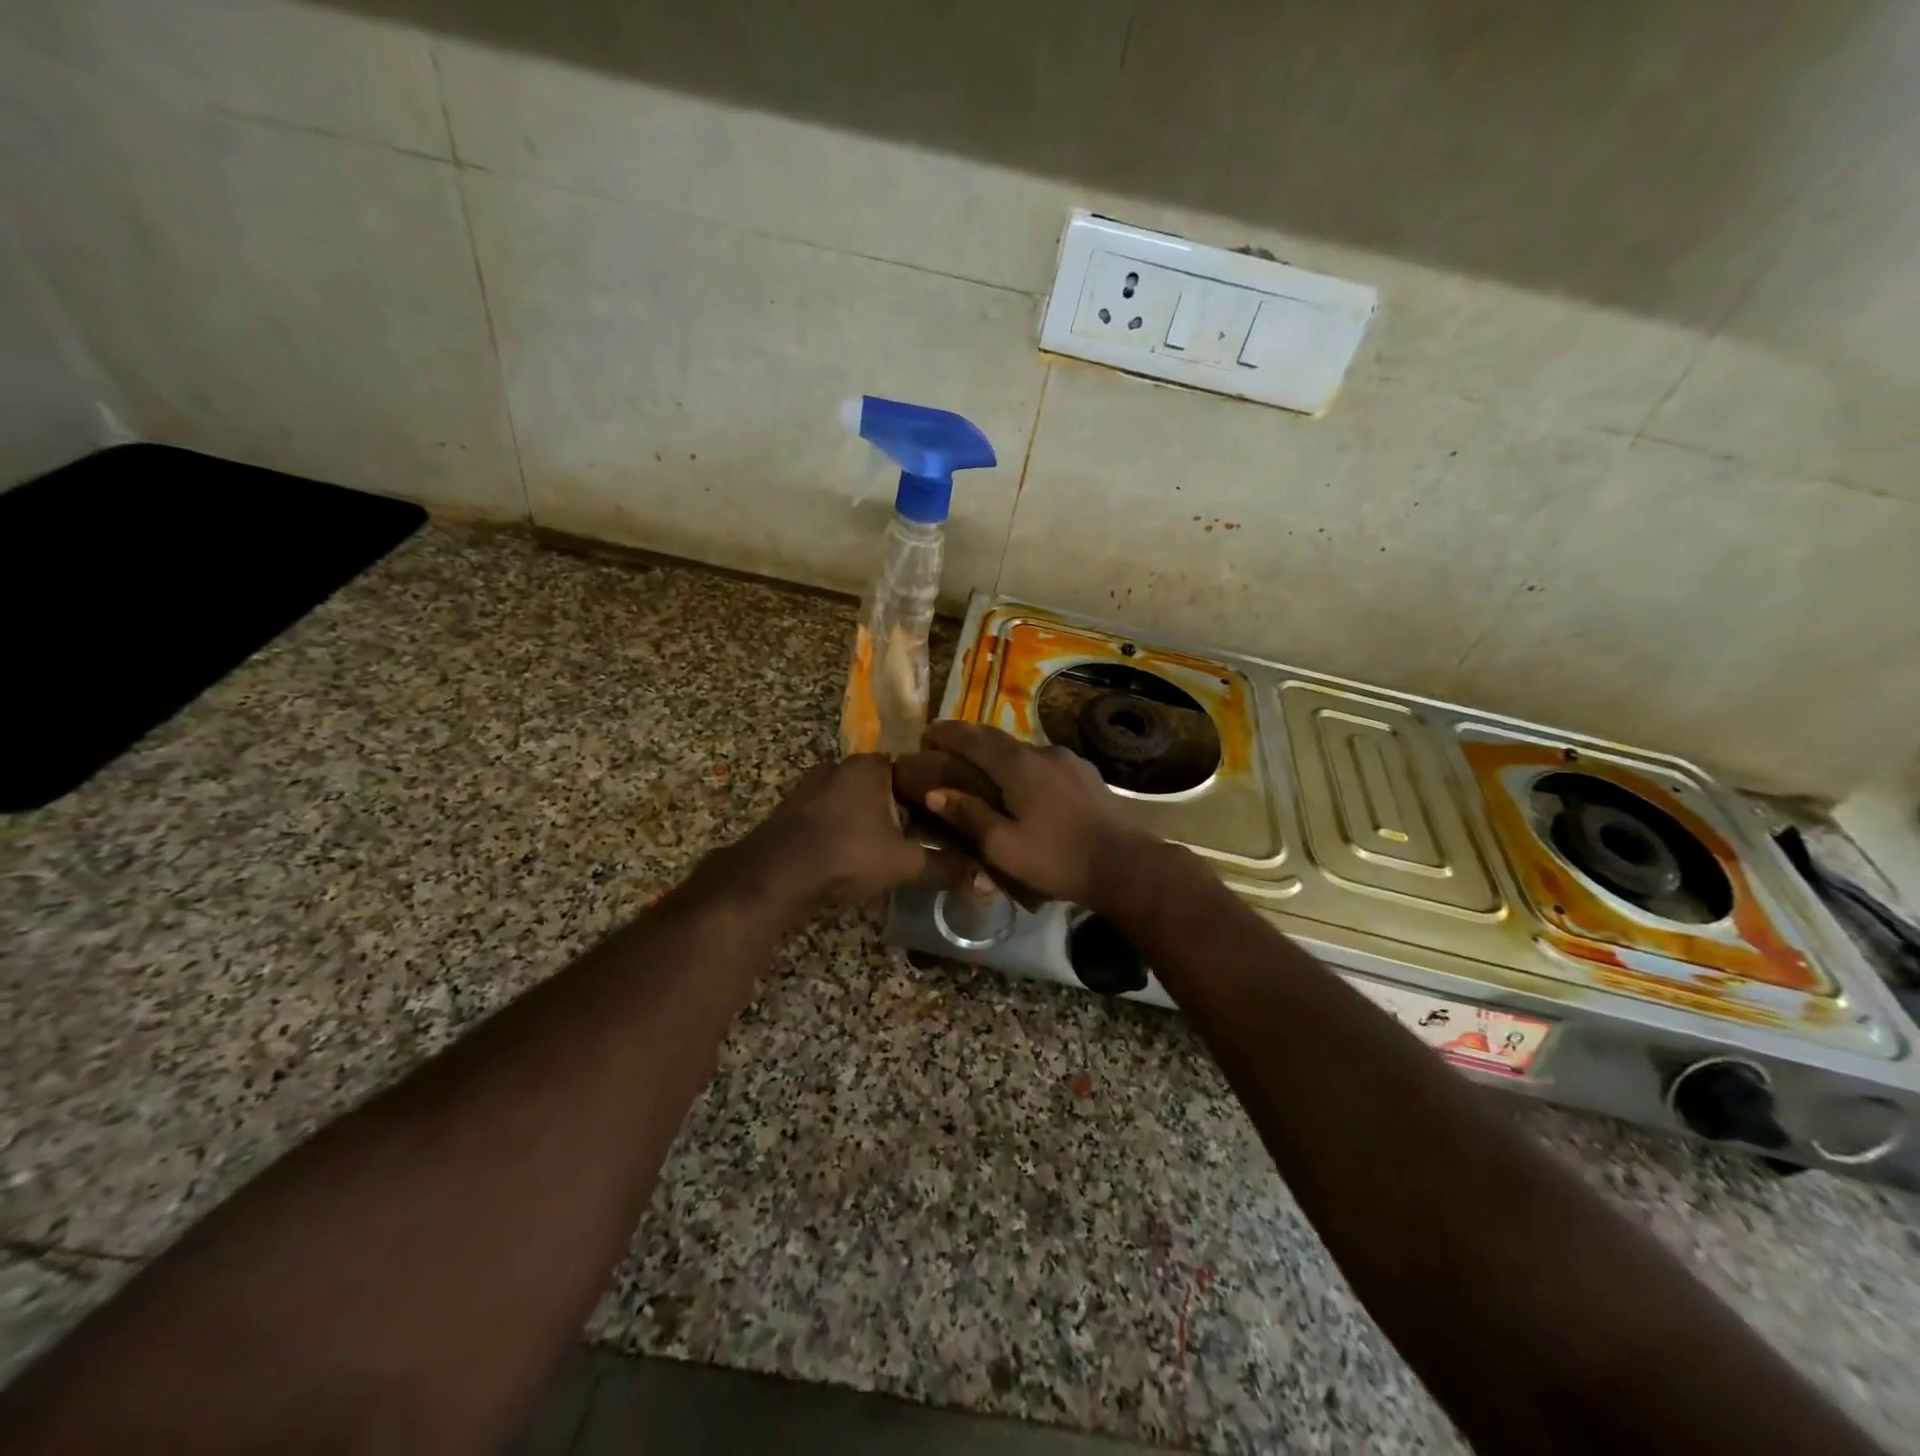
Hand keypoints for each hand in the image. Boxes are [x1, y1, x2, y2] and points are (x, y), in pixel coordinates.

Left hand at [736, 754, 940, 907]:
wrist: (774, 875)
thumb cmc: (847, 855)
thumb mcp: (903, 864)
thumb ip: (945, 867)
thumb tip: (987, 880)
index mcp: (871, 766)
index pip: (916, 768)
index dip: (936, 793)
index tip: (952, 815)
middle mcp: (841, 765)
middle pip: (886, 784)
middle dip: (905, 808)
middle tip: (927, 835)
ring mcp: (813, 785)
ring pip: (858, 798)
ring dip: (874, 818)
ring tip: (896, 845)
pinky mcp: (794, 808)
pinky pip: (834, 811)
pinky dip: (849, 826)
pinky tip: (857, 850)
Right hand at [920, 722, 1148, 909]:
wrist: (1124, 865)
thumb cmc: (1057, 858)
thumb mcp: (1003, 846)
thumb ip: (969, 816)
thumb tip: (934, 792)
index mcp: (1018, 766)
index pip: (974, 739)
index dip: (949, 733)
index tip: (927, 732)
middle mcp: (1042, 752)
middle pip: (999, 738)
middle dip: (970, 737)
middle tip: (948, 742)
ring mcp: (1069, 760)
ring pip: (1024, 749)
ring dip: (999, 752)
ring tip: (983, 765)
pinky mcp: (1086, 774)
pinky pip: (1045, 762)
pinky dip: (1024, 765)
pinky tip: (1024, 783)